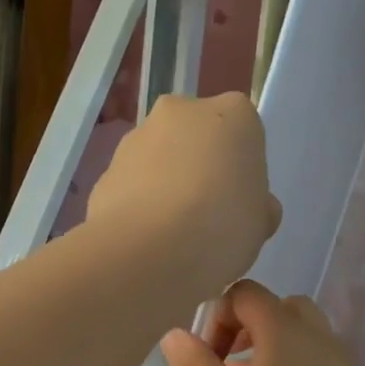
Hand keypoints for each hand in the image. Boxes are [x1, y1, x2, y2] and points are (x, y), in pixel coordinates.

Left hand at [85, 93, 279, 295]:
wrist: (147, 253)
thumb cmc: (221, 229)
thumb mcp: (260, 226)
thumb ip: (257, 208)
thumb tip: (253, 209)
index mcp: (232, 114)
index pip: (244, 134)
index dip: (242, 173)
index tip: (239, 206)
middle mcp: (180, 111)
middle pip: (196, 140)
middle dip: (200, 171)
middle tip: (206, 221)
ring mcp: (136, 139)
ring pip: (159, 162)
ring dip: (165, 189)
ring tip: (172, 239)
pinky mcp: (104, 172)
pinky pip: (131, 189)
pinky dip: (138, 209)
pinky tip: (146, 244)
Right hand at [160, 281, 364, 365]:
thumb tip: (174, 334)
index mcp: (284, 328)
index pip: (244, 293)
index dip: (216, 318)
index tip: (206, 360)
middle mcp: (314, 333)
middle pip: (272, 309)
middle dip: (241, 331)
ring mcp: (335, 360)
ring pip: (293, 336)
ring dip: (263, 352)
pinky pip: (309, 360)